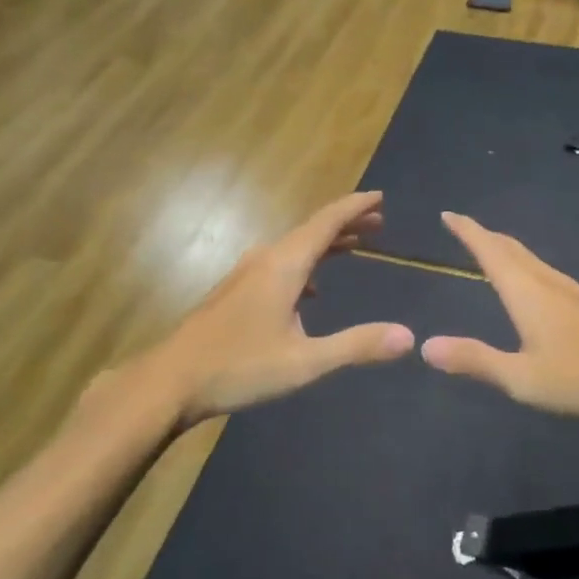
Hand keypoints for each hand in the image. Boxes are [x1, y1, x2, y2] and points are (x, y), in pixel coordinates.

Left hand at [142, 191, 413, 427]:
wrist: (169, 382)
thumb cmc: (238, 367)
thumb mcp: (305, 362)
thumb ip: (357, 346)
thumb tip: (409, 337)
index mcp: (284, 265)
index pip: (326, 222)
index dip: (355, 207)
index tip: (381, 196)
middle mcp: (265, 260)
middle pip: (311, 230)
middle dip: (346, 223)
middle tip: (379, 221)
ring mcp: (246, 275)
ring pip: (294, 247)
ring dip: (326, 244)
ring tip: (354, 247)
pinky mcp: (235, 292)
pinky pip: (280, 264)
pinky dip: (305, 265)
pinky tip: (312, 291)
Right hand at [420, 212, 578, 424]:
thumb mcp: (521, 377)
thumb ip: (475, 360)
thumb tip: (425, 346)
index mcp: (526, 292)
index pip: (490, 252)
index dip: (468, 232)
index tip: (449, 214)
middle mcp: (548, 283)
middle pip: (512, 249)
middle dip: (485, 236)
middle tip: (464, 227)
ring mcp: (573, 292)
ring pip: (532, 260)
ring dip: (508, 250)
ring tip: (494, 250)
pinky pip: (547, 273)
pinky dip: (527, 266)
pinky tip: (536, 284)